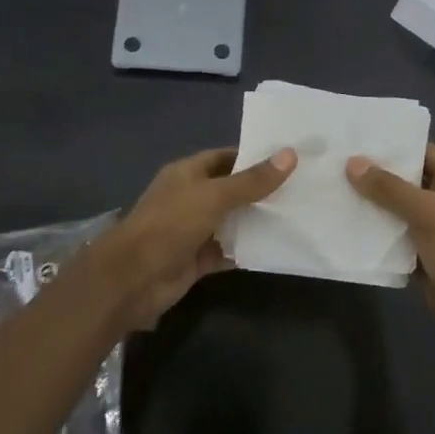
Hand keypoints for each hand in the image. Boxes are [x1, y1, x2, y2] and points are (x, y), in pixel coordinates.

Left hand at [98, 146, 295, 330]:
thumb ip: (252, 181)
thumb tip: (290, 155)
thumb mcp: (214, 196)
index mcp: (187, 173)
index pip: (225, 158)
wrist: (134, 278)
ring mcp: (193, 230)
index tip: (287, 159)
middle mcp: (190, 198)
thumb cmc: (171, 224)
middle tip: (300, 188)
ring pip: (231, 221)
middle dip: (261, 190)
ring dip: (257, 221)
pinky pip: (228, 250)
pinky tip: (276, 247)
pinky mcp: (198, 259)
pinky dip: (247, 249)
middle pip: (231, 190)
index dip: (253, 157)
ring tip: (297, 214)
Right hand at [346, 143, 434, 340]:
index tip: (360, 140)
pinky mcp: (423, 253)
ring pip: (399, 210)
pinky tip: (349, 226)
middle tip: (339, 166)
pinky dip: (378, 233)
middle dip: (377, 176)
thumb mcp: (424, 211)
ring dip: (374, 205)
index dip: (395, 146)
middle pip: (408, 181)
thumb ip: (388, 187)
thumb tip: (352, 163)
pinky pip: (396, 236)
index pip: (424, 153)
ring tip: (337, 192)